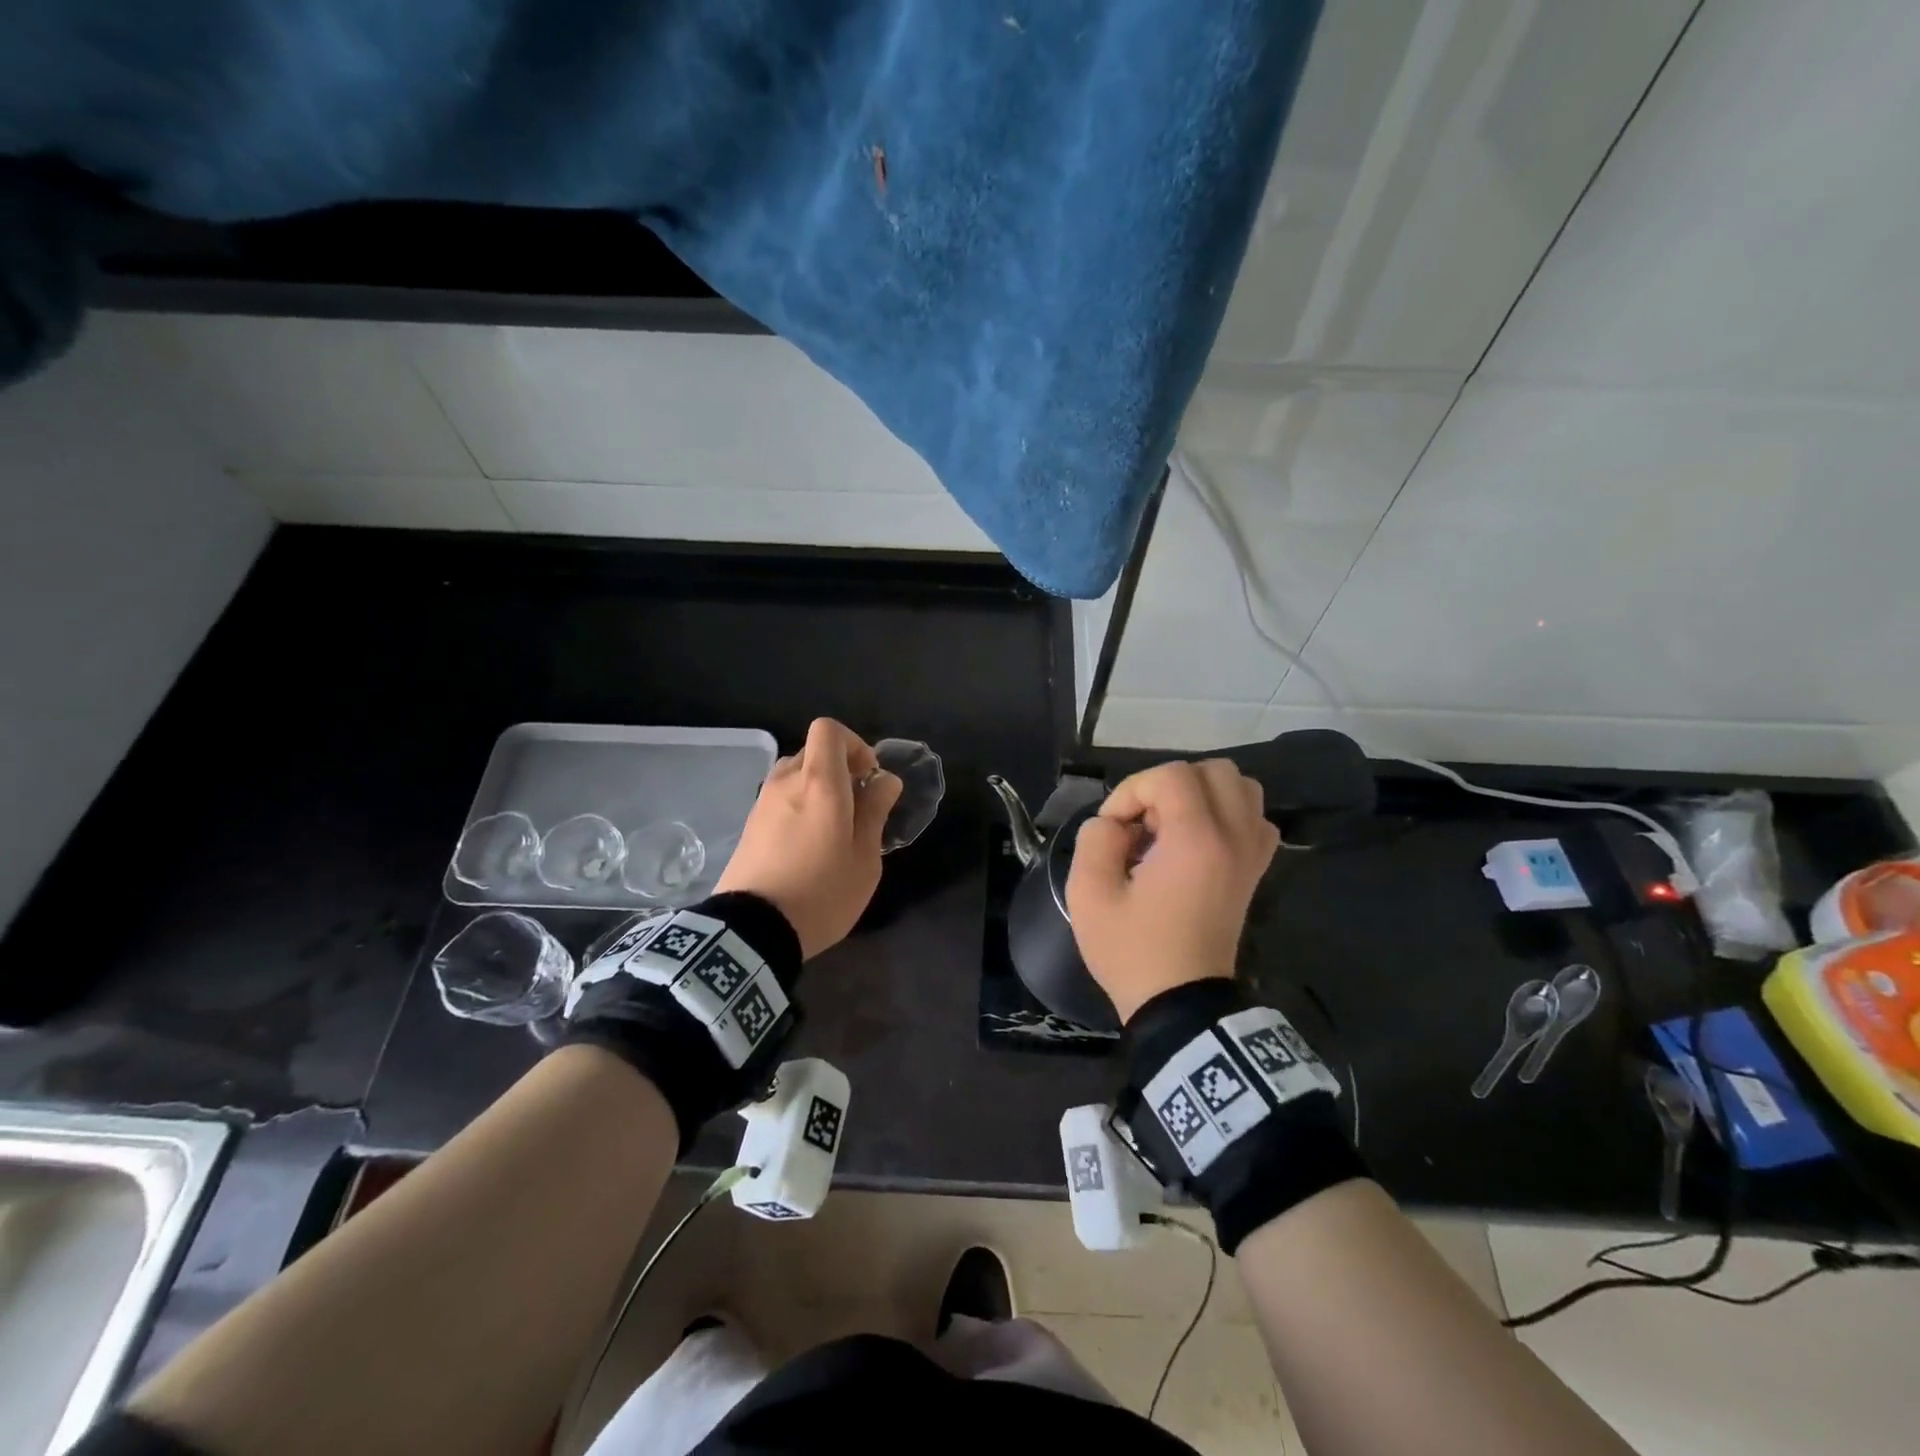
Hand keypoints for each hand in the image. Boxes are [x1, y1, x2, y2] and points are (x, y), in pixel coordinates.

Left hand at [715, 718, 901, 959]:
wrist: (752, 931)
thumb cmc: (822, 893)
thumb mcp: (865, 858)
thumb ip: (875, 811)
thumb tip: (885, 780)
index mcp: (819, 783)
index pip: (829, 729)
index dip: (854, 744)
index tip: (868, 778)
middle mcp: (786, 781)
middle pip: (813, 751)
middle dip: (839, 769)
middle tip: (857, 807)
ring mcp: (763, 802)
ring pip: (795, 774)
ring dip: (817, 788)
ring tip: (833, 828)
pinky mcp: (749, 824)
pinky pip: (780, 798)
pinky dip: (798, 806)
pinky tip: (807, 844)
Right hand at [1065, 759, 1279, 1023]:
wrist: (1181, 1006)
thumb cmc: (1133, 951)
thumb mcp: (1089, 895)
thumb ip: (1095, 839)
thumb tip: (1113, 823)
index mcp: (1196, 840)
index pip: (1171, 776)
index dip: (1132, 791)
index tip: (1114, 828)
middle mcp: (1235, 837)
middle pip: (1213, 770)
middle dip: (1168, 785)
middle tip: (1144, 823)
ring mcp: (1252, 854)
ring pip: (1241, 788)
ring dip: (1202, 794)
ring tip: (1172, 827)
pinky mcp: (1256, 871)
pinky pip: (1255, 818)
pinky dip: (1228, 815)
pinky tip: (1199, 840)